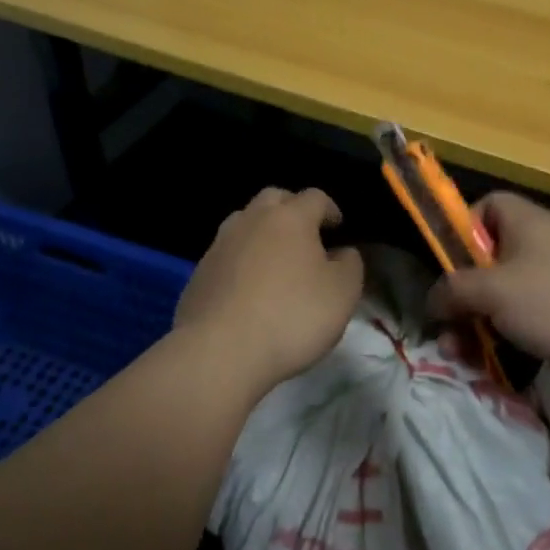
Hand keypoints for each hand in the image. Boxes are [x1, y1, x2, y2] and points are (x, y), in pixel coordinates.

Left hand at [173, 187, 364, 390]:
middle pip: (274, 198)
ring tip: (275, 261)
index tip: (338, 229)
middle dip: (292, 210)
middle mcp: (252, 220)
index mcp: (290, 217)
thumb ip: (350, 265)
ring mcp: (220, 245)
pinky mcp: (199, 273)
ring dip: (262, 233)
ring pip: (244, 223)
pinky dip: (241, 262)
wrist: (220, 352)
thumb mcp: (343, 293)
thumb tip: (342, 252)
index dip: (330, 209)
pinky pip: (226, 255)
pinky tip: (248, 290)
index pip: (315, 197)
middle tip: (305, 237)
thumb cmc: (292, 316)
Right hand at [429, 192, 549, 394]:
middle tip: (444, 325)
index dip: (461, 229)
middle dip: (459, 296)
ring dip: (473, 326)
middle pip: (485, 263)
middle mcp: (536, 247)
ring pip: (499, 300)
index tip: (446, 262)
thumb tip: (433, 300)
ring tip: (457, 355)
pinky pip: (519, 325)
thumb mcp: (494, 289)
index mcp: (523, 223)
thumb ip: (454, 290)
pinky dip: (501, 341)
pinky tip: (485, 367)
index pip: (485, 207)